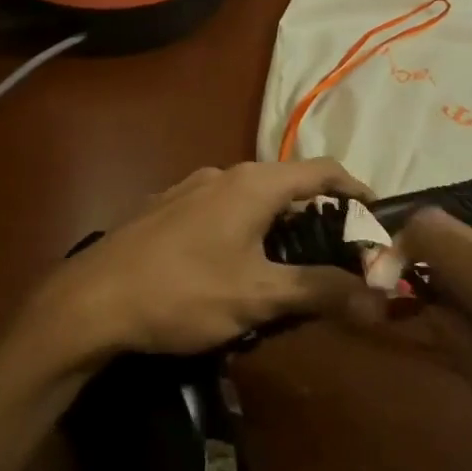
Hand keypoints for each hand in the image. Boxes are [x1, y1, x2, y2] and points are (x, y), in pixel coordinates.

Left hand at [30, 160, 373, 363]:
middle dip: (318, 214)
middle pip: (288, 183)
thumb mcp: (258, 296)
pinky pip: (222, 209)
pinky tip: (235, 264)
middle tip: (339, 252)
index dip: (356, 189)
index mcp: (254, 183)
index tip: (377, 218)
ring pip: (252, 197)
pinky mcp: (167, 207)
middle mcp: (224, 173)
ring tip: (290, 263)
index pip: (323, 169)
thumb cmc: (183, 292)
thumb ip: (321, 291)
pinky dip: (246, 228)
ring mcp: (190, 187)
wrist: (90, 300)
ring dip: (279, 223)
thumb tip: (381, 298)